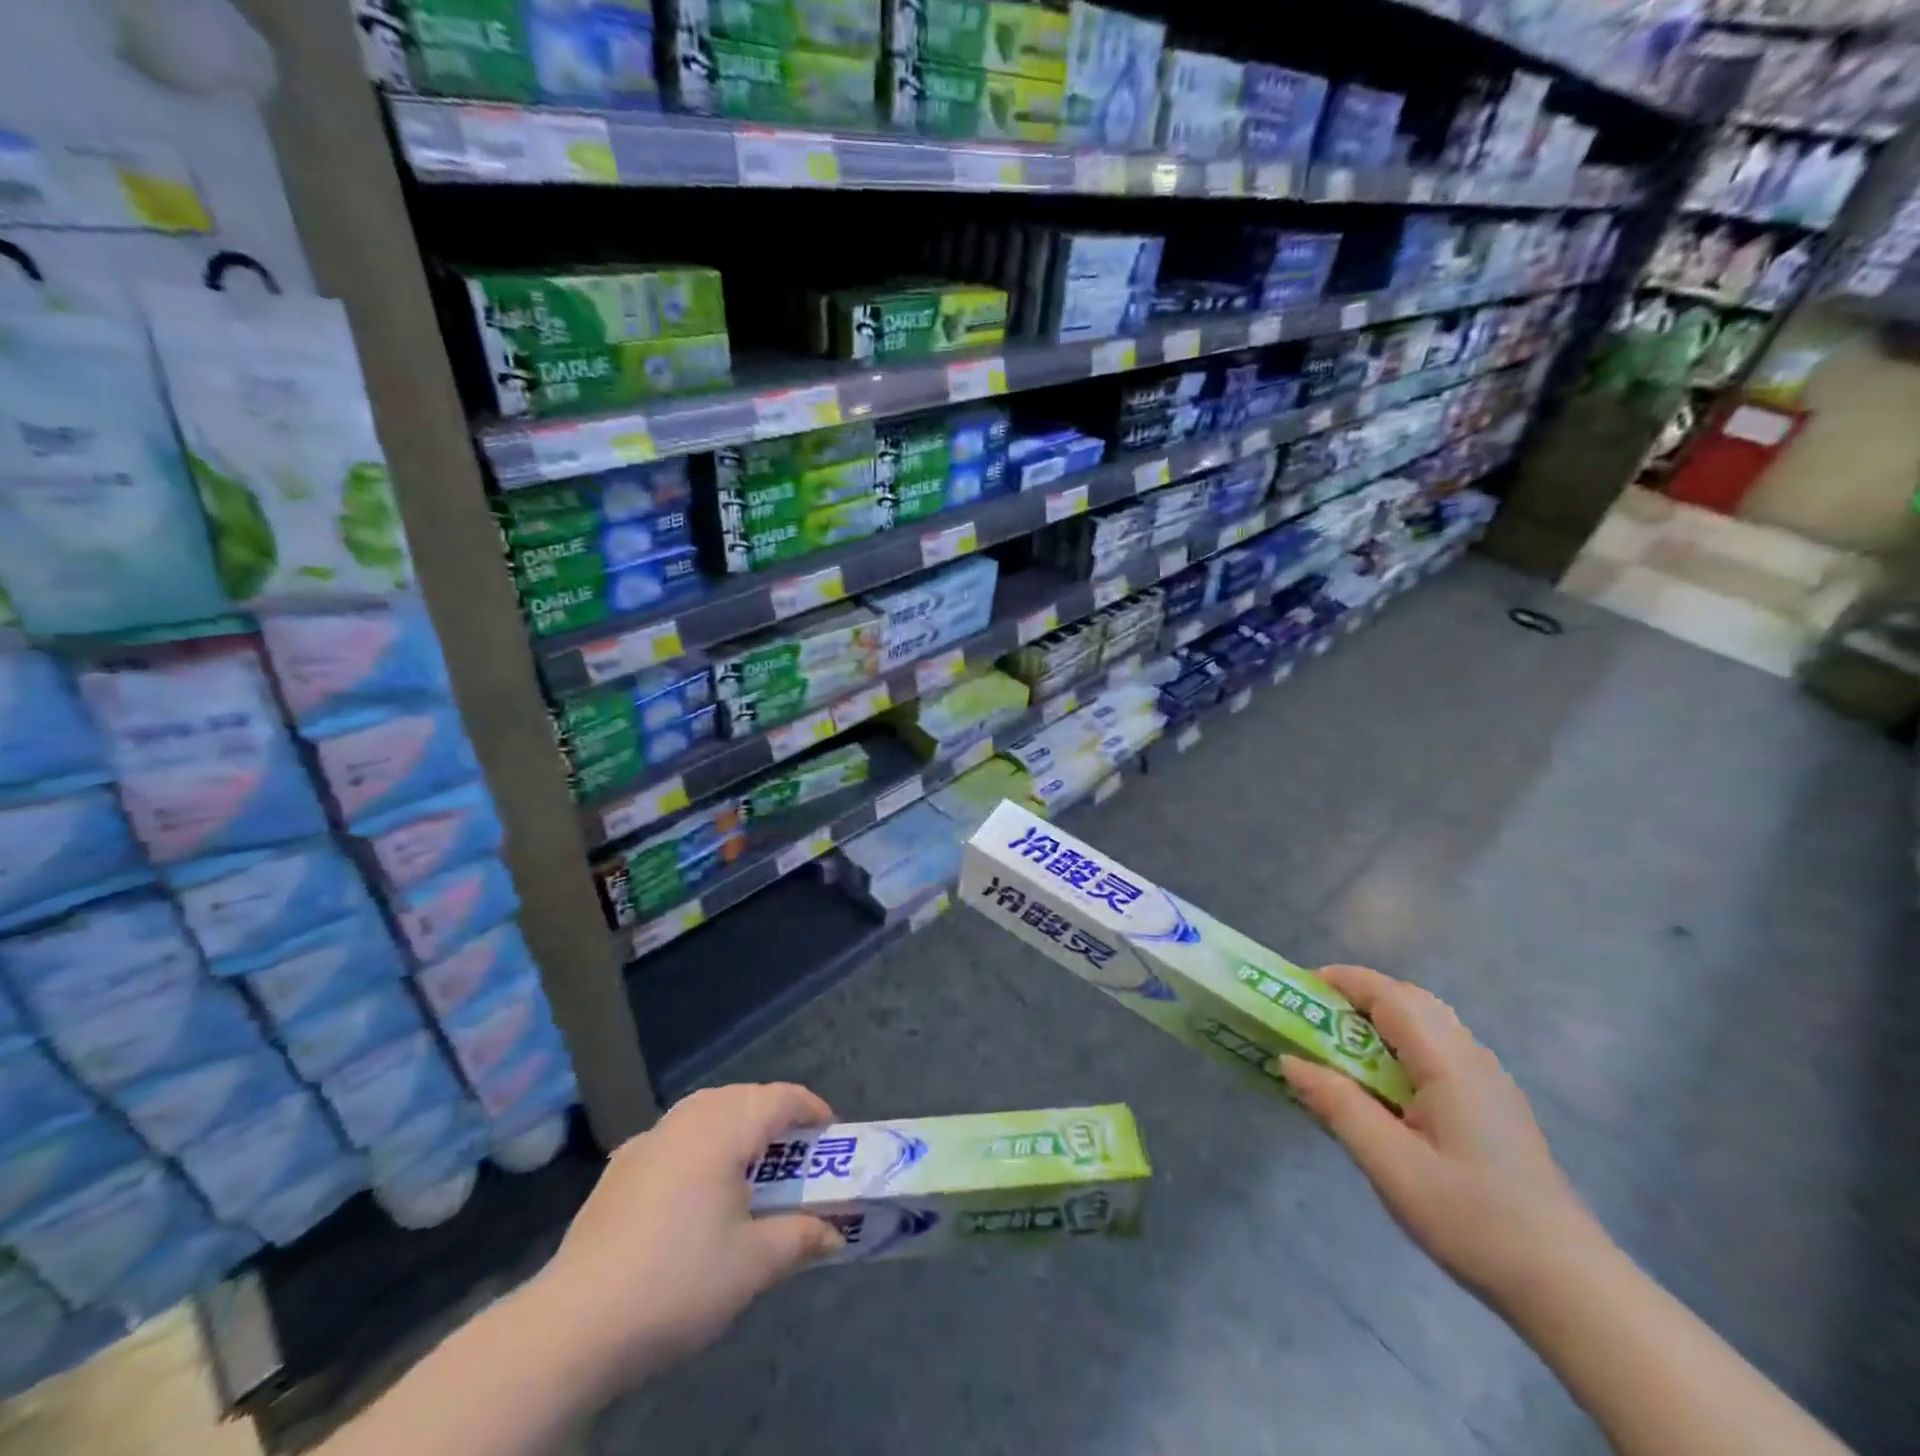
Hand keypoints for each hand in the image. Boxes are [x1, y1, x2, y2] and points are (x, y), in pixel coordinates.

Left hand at [529, 1082, 844, 1395]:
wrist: (573, 1325)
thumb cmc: (678, 1282)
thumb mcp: (753, 1265)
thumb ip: (800, 1237)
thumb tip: (835, 1231)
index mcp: (723, 1128)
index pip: (780, 1098)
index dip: (812, 1109)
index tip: (831, 1134)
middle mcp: (686, 1119)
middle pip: (743, 1096)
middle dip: (775, 1116)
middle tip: (796, 1156)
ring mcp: (648, 1139)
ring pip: (706, 1110)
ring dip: (736, 1125)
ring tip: (751, 1166)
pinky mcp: (620, 1167)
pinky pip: (675, 1136)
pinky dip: (700, 1144)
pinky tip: (696, 1188)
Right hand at [1280, 965, 1608, 1309]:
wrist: (1572, 1290)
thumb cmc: (1475, 1221)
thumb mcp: (1392, 1166)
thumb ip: (1338, 1106)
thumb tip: (1289, 1060)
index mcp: (1449, 1063)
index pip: (1391, 996)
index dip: (1344, 981)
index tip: (1299, 988)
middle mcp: (1473, 1059)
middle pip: (1411, 1002)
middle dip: (1359, 997)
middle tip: (1313, 1017)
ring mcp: (1489, 1084)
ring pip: (1429, 1026)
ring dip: (1380, 1022)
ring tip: (1339, 1048)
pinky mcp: (1494, 1108)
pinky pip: (1440, 1053)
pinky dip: (1401, 1046)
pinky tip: (1384, 1087)